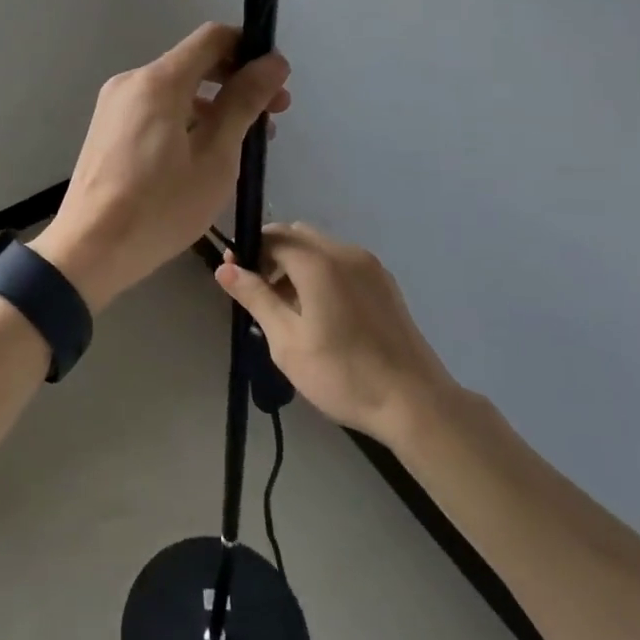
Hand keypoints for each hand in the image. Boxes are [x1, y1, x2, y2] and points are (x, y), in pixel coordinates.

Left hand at [31, 23, 290, 310]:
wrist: (89, 249)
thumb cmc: (160, 207)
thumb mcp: (215, 157)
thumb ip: (243, 104)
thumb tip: (272, 63)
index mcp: (158, 81)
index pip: (212, 38)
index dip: (250, 50)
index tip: (276, 82)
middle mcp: (132, 82)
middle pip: (194, 63)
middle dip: (236, 82)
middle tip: (271, 117)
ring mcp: (115, 105)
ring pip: (176, 90)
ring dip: (213, 106)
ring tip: (243, 144)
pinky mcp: (108, 129)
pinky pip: (155, 109)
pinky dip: (186, 119)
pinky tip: (205, 154)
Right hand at [216, 222, 456, 446]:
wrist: (415, 403)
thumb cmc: (343, 375)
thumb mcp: (287, 342)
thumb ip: (256, 298)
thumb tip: (225, 268)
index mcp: (319, 263)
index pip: (273, 236)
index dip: (248, 251)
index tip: (234, 278)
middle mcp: (345, 253)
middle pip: (297, 236)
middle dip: (272, 255)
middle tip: (260, 295)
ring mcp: (370, 266)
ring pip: (320, 248)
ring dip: (297, 265)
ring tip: (288, 309)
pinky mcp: (385, 283)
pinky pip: (342, 263)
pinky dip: (321, 273)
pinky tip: (320, 313)